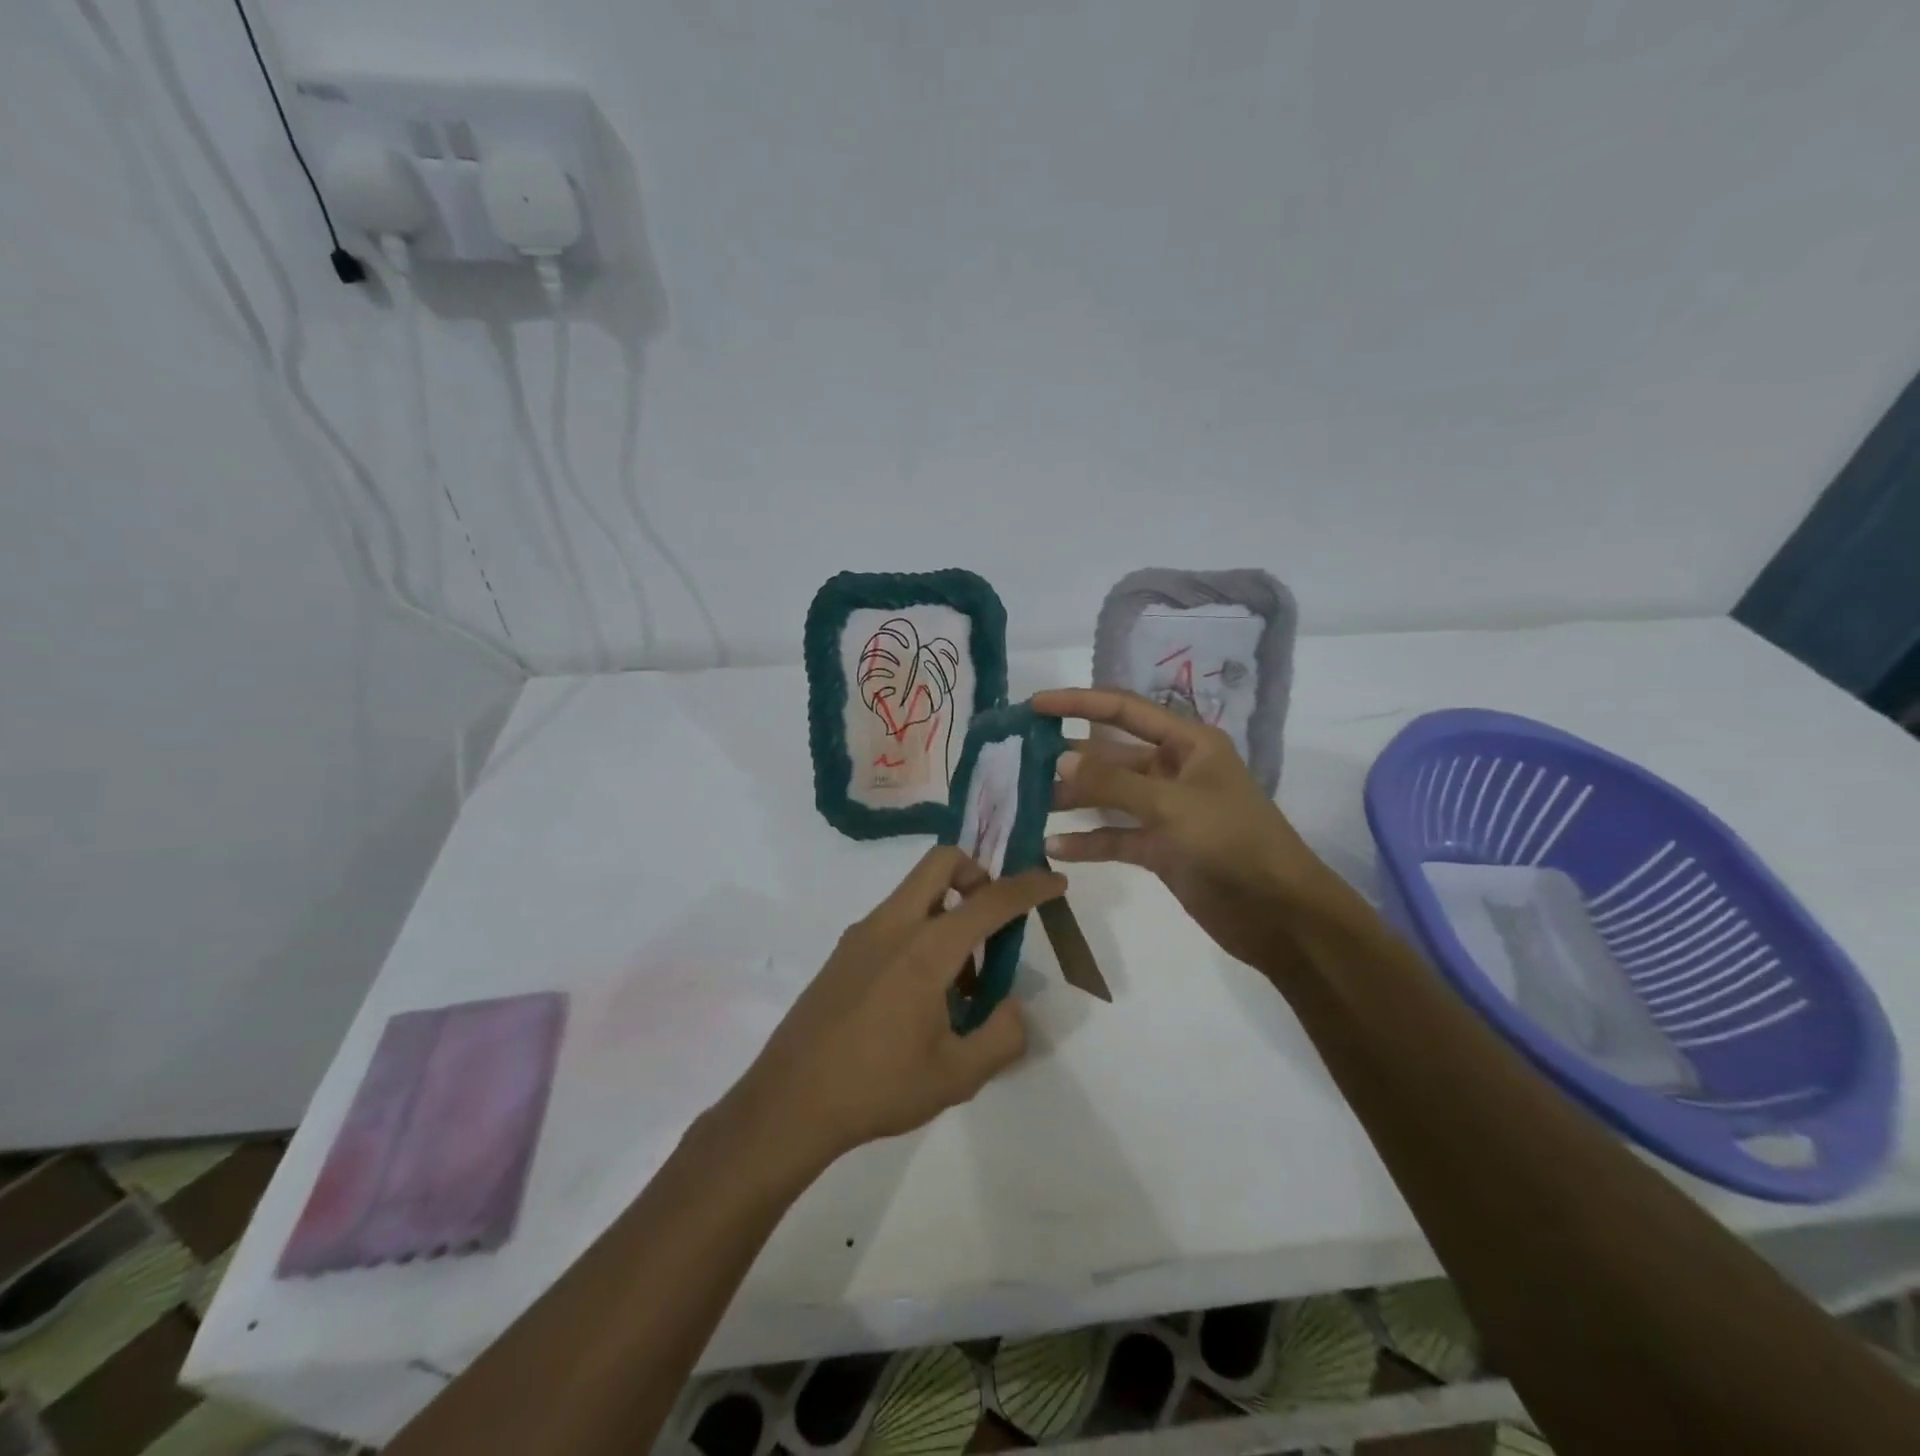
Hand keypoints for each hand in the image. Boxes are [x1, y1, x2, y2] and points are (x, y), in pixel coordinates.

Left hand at [733, 848, 1065, 1170]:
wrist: (789, 1102)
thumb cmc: (878, 1087)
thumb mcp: (958, 1076)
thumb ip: (1002, 1036)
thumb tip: (1011, 1005)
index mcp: (926, 949)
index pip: (990, 900)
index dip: (1029, 887)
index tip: (1055, 881)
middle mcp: (893, 925)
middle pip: (942, 862)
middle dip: (978, 874)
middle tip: (995, 920)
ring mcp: (862, 934)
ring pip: (916, 891)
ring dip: (949, 911)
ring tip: (961, 983)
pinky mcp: (844, 951)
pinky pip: (895, 919)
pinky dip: (922, 931)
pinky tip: (922, 995)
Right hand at [1032, 687, 1355, 969]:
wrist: (1280, 915)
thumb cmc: (1234, 844)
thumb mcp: (1173, 806)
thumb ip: (1114, 784)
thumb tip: (1060, 758)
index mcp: (1188, 744)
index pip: (1124, 711)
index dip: (1079, 703)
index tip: (1034, 705)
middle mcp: (1174, 770)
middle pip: (1112, 755)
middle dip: (1069, 756)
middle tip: (1019, 760)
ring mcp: (1166, 811)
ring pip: (1109, 797)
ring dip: (1073, 799)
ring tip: (1028, 802)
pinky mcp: (1161, 848)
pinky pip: (1116, 837)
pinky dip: (1088, 841)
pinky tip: (1053, 847)